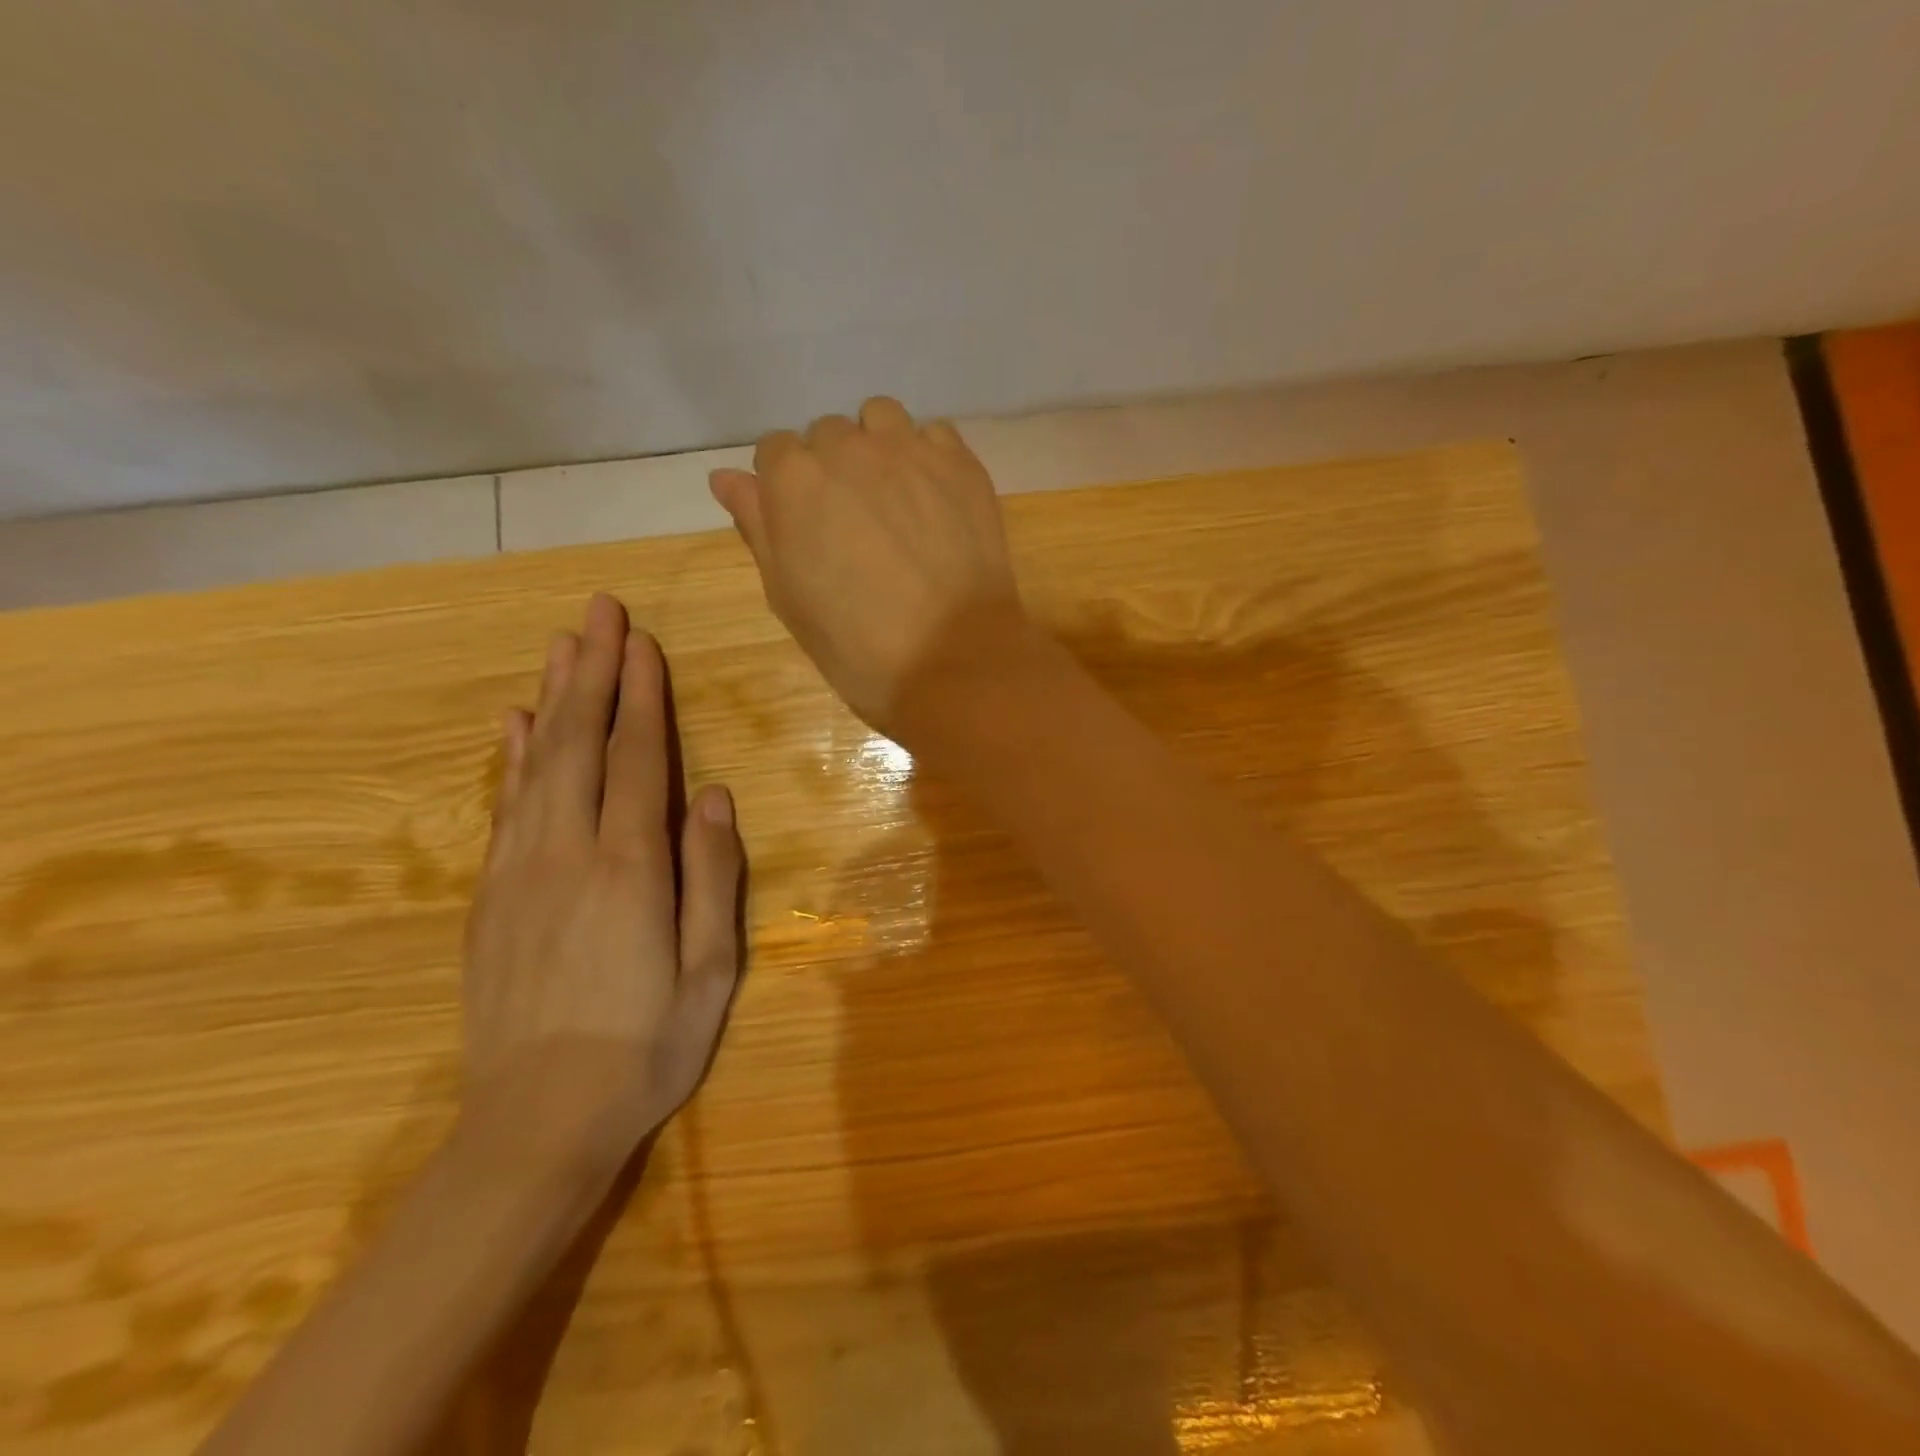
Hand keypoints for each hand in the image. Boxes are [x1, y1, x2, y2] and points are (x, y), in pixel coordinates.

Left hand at [461, 594, 743, 1178]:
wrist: (537, 1122)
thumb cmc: (646, 1045)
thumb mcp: (710, 971)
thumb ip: (713, 877)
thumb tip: (715, 797)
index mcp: (631, 868)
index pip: (639, 759)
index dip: (643, 697)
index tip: (643, 643)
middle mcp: (569, 853)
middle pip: (582, 743)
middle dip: (594, 671)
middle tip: (600, 611)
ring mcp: (520, 872)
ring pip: (538, 764)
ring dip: (553, 698)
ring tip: (562, 645)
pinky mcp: (491, 897)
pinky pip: (505, 808)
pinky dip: (512, 757)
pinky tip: (515, 724)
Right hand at [709, 397, 1021, 731]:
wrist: (953, 663)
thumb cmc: (859, 647)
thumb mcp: (789, 598)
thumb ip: (758, 528)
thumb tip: (726, 478)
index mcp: (794, 480)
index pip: (775, 452)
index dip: (787, 489)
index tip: (807, 527)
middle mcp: (849, 448)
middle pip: (828, 435)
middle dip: (833, 470)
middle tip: (854, 526)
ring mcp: (911, 451)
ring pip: (881, 419)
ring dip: (877, 447)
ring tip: (893, 501)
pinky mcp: (962, 465)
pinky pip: (934, 434)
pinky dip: (927, 456)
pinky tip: (934, 500)